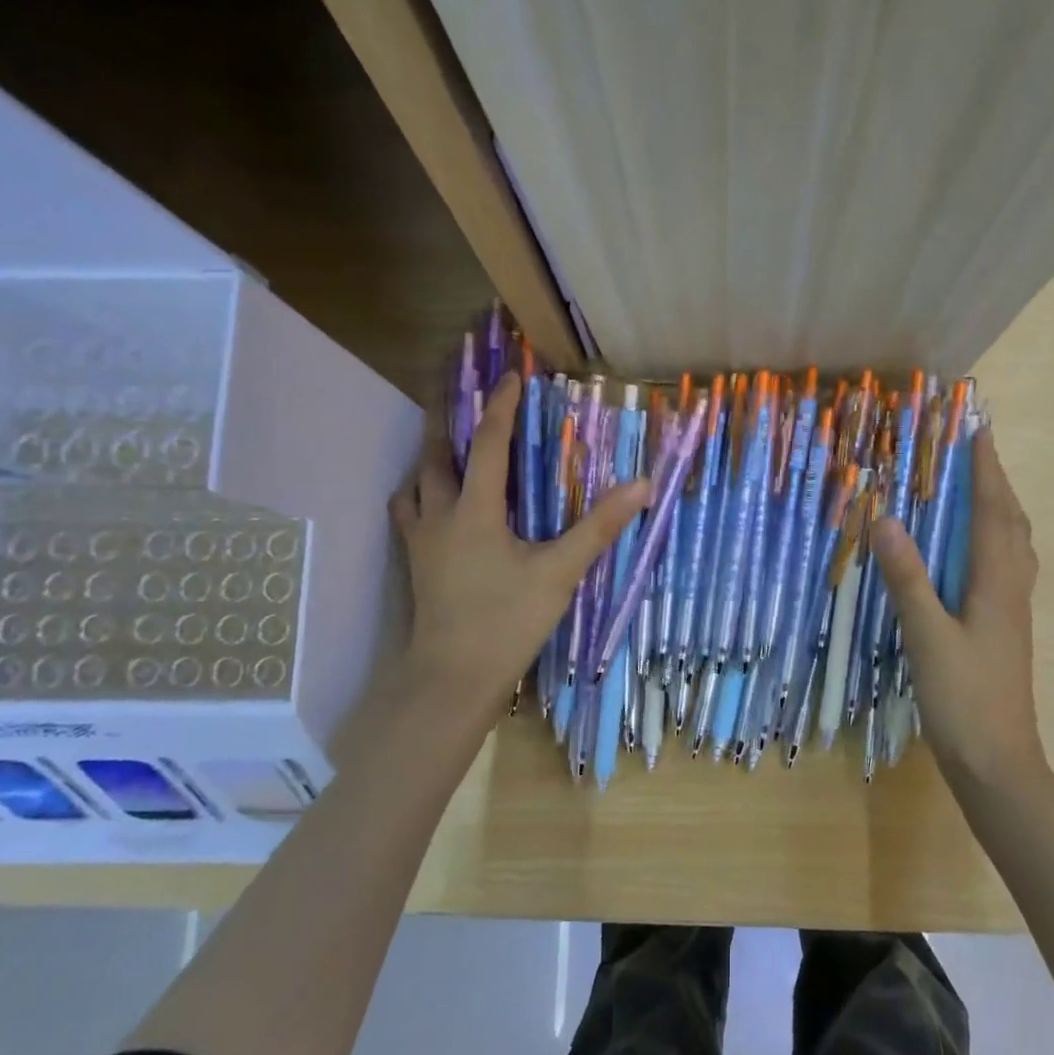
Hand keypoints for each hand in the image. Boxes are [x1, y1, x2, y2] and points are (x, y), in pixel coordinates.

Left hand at [390, 373, 647, 742]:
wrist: (453, 678)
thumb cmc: (507, 621)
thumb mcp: (559, 572)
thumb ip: (599, 527)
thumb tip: (642, 485)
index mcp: (474, 510)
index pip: (487, 443)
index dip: (500, 406)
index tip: (511, 376)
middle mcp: (440, 515)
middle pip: (436, 454)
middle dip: (448, 420)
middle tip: (464, 398)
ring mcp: (421, 542)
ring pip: (416, 484)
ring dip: (432, 459)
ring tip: (450, 448)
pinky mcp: (417, 565)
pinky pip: (411, 513)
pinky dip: (422, 496)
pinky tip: (438, 505)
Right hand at [871, 431, 1051, 789]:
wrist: (998, 763)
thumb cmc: (964, 699)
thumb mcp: (927, 637)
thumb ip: (908, 579)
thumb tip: (886, 520)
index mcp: (998, 584)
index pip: (995, 512)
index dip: (987, 470)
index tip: (978, 431)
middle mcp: (1012, 589)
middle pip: (1012, 523)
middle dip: (996, 483)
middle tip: (973, 453)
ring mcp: (1011, 611)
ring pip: (1013, 546)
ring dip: (998, 511)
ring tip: (974, 491)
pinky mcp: (1003, 629)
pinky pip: (1003, 568)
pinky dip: (992, 542)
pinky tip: (970, 553)